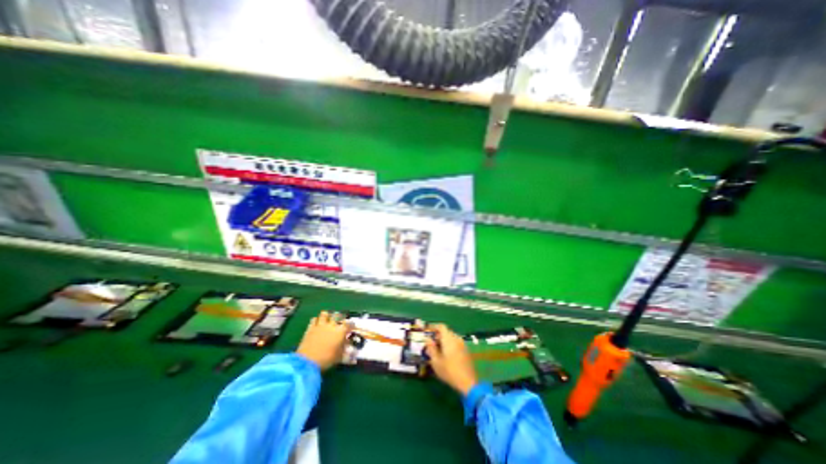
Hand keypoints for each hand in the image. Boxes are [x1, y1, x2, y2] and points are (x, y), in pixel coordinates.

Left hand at [295, 310, 349, 371]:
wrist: (308, 362)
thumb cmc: (327, 359)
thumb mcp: (339, 356)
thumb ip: (344, 348)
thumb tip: (348, 344)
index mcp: (341, 331)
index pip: (349, 323)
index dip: (351, 324)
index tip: (351, 327)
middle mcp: (332, 325)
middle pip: (338, 315)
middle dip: (339, 317)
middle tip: (339, 321)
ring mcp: (321, 325)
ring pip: (325, 314)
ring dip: (327, 316)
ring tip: (327, 320)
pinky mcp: (311, 328)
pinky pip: (314, 319)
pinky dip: (316, 320)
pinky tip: (317, 324)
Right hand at [425, 323, 478, 394]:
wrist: (468, 382)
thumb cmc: (449, 371)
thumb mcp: (436, 361)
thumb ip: (431, 348)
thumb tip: (427, 339)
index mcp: (449, 339)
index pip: (441, 326)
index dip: (434, 326)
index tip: (427, 330)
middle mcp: (456, 338)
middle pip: (446, 331)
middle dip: (438, 334)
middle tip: (431, 342)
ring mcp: (462, 344)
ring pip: (451, 337)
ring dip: (444, 340)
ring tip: (437, 349)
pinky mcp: (466, 350)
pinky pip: (456, 342)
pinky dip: (450, 344)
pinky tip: (446, 354)